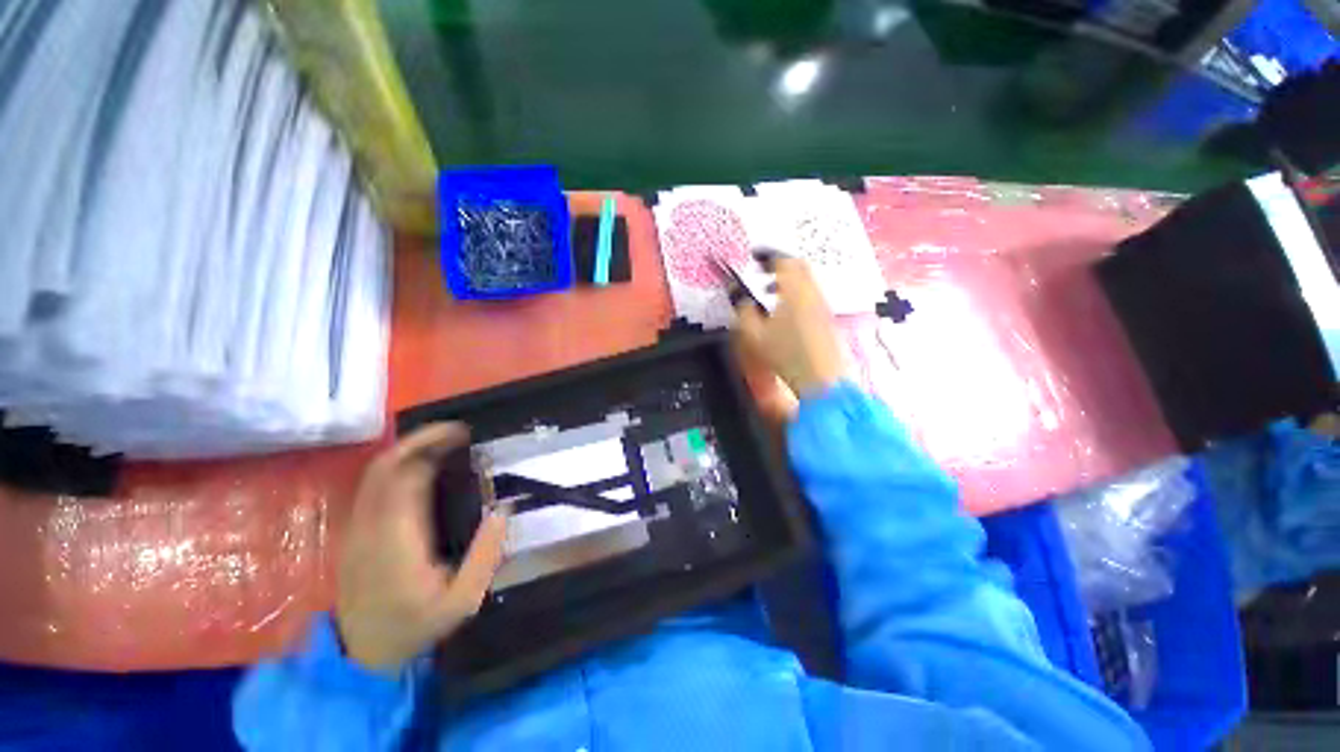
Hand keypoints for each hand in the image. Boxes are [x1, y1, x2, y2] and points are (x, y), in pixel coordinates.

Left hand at [336, 424, 506, 672]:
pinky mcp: (355, 531)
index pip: (405, 474)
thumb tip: (503, 509)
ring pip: (376, 472)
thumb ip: (485, 555)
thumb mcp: (462, 601)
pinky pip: (374, 486)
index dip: (431, 446)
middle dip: (421, 440)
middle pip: (386, 465)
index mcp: (396, 538)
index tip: (464, 434)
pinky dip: (400, 467)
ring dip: (411, 450)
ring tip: (447, 445)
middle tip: (459, 433)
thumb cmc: (415, 627)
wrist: (361, 655)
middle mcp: (370, 524)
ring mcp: (357, 527)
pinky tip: (424, 469)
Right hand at [734, 254, 843, 397]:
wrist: (821, 379)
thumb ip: (742, 308)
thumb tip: (734, 291)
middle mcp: (812, 291)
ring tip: (771, 292)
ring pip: (806, 280)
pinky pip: (811, 293)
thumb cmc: (785, 354)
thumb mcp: (754, 333)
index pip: (781, 260)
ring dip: (788, 279)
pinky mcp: (827, 317)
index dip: (766, 255)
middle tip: (762, 271)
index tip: (754, 256)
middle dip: (779, 264)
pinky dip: (797, 292)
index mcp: (794, 289)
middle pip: (798, 266)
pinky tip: (786, 311)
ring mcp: (822, 304)